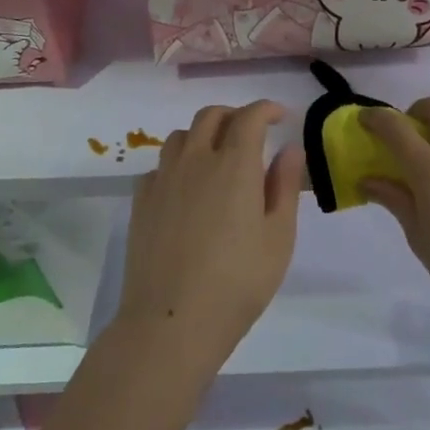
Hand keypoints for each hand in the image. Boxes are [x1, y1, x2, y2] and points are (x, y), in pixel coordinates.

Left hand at [115, 101, 304, 378]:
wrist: (172, 321)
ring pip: (180, 136)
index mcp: (234, 164)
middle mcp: (196, 160)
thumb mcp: (278, 238)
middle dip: (234, 115)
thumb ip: (284, 187)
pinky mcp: (141, 202)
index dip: (265, 109)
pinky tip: (185, 188)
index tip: (279, 116)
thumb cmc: (238, 283)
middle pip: (210, 116)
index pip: (249, 117)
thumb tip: (288, 149)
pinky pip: (159, 166)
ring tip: (216, 156)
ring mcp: (163, 180)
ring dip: (202, 135)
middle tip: (250, 132)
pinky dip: (177, 164)